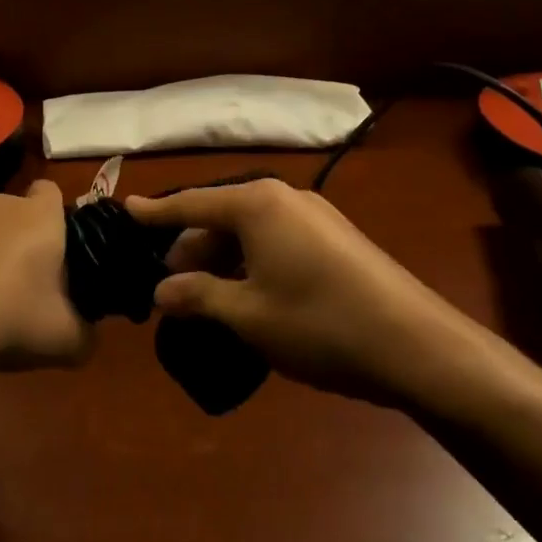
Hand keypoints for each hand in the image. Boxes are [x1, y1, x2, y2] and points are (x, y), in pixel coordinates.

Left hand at [0, 180, 91, 371]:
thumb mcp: (64, 340)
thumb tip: (87, 338)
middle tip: (17, 285)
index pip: (51, 191)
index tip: (54, 247)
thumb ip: (85, 335)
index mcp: (38, 217)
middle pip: (11, 212)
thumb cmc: (8, 317)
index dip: (54, 214)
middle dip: (15, 240)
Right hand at [127, 179, 463, 405]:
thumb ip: (199, 296)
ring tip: (202, 296)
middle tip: (165, 283)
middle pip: (222, 215)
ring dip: (222, 260)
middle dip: (191, 247)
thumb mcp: (250, 314)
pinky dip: (252, 262)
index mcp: (257, 204)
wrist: (416, 344)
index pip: (192, 203)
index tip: (125, 210)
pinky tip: (246, 295)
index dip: (156, 212)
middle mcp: (284, 197)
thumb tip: (161, 290)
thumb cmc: (320, 324)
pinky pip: (276, 240)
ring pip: (250, 230)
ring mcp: (314, 216)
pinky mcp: (335, 238)